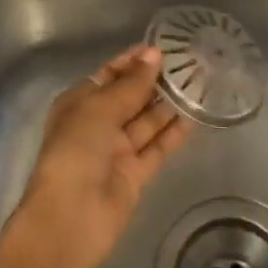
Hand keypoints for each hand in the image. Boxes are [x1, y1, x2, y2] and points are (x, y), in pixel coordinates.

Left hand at [14, 43, 193, 267]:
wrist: (70, 218)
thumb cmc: (75, 151)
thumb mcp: (100, 108)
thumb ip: (131, 84)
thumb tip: (153, 55)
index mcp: (79, 103)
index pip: (108, 75)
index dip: (132, 62)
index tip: (161, 48)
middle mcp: (97, 124)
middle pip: (129, 97)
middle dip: (154, 81)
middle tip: (188, 62)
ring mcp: (116, 151)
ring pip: (146, 121)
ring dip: (168, 104)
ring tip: (197, 83)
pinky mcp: (135, 174)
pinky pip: (157, 147)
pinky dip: (173, 133)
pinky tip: (195, 115)